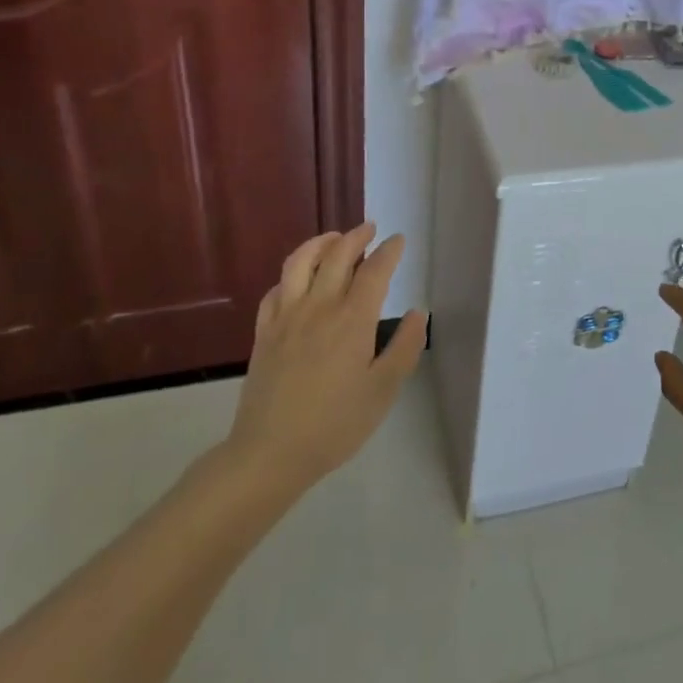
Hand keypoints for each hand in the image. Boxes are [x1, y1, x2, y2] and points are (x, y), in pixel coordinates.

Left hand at [218, 224, 427, 499]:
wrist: (269, 453)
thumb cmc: (334, 424)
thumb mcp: (383, 391)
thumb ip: (404, 348)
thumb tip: (419, 313)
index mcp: (352, 320)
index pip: (374, 271)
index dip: (389, 251)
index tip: (398, 241)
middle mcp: (319, 307)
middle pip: (337, 255)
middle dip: (356, 236)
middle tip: (369, 229)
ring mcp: (286, 317)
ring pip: (300, 262)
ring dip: (320, 243)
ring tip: (334, 239)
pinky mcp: (264, 332)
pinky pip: (276, 289)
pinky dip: (291, 274)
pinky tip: (298, 279)